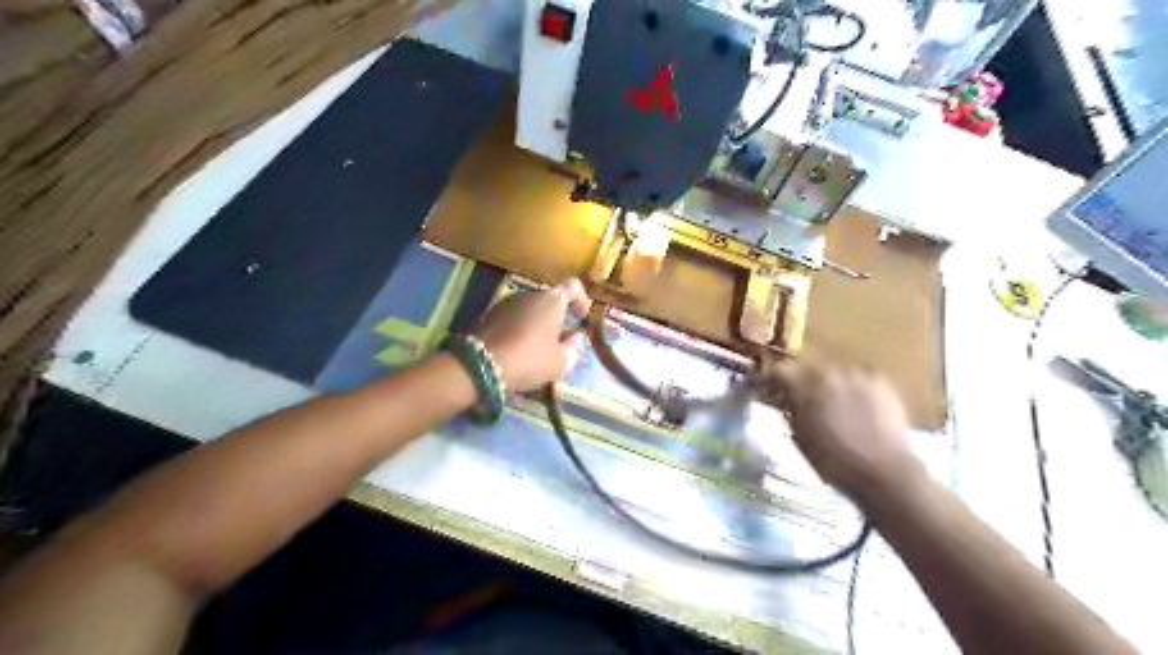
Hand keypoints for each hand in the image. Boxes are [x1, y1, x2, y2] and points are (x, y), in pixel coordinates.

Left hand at [468, 278, 588, 391]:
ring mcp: (506, 302)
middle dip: (558, 318)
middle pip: (550, 300)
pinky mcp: (488, 314)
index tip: (583, 319)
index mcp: (552, 299)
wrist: (480, 365)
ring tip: (538, 350)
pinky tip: (518, 351)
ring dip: (538, 325)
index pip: (573, 286)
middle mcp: (529, 294)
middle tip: (561, 342)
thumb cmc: (529, 360)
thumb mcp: (561, 362)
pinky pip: (513, 318)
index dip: (582, 300)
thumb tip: (577, 338)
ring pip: (530, 310)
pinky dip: (520, 329)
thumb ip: (574, 348)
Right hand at [757, 360, 920, 499]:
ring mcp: (858, 373)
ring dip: (825, 384)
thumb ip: (786, 410)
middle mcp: (831, 371)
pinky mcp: (881, 380)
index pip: (778, 371)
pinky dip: (849, 387)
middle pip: (806, 369)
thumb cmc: (834, 462)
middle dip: (798, 382)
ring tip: (827, 403)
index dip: (768, 380)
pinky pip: (855, 377)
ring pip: (831, 372)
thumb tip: (778, 397)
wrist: (887, 473)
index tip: (764, 390)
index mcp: (806, 385)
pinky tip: (851, 405)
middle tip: (796, 398)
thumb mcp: (799, 437)